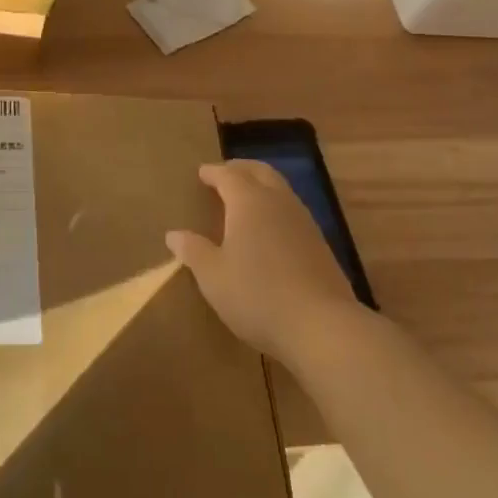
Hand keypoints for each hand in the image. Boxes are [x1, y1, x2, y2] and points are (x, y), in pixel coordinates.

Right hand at [167, 160, 372, 365]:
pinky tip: (271, 232)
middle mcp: (278, 202)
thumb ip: (193, 251)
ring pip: (281, 190)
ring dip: (262, 187)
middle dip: (241, 169)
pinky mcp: (321, 245)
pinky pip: (293, 212)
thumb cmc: (258, 295)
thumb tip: (174, 234)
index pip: (228, 174)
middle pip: (260, 172)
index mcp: (249, 202)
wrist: (323, 327)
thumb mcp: (213, 277)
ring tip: (246, 200)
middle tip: (225, 174)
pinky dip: (277, 209)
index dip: (213, 172)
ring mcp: (304, 222)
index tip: (201, 173)